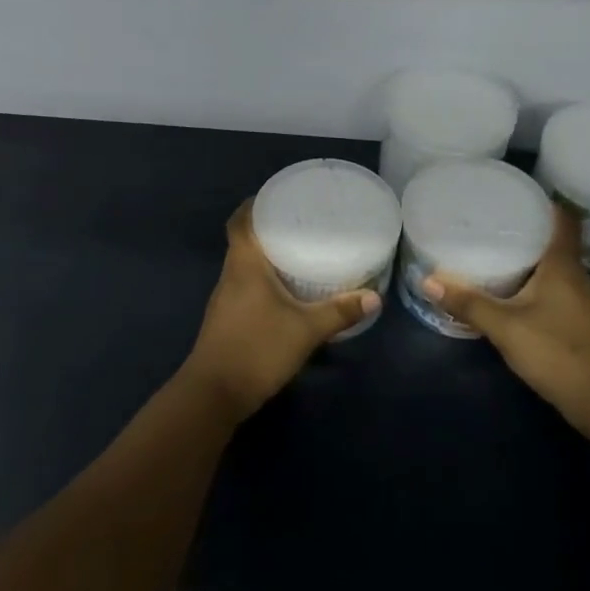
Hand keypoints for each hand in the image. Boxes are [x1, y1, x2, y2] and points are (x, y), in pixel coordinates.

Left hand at [179, 202, 379, 419]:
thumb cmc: (258, 349)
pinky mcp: (227, 320)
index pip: (240, 221)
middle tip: (301, 224)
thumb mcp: (306, 330)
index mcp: (243, 264)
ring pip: (244, 266)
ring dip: (265, 257)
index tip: (278, 197)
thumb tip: (375, 297)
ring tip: (298, 252)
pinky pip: (245, 287)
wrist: (215, 394)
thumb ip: (339, 312)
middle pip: (243, 241)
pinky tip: (285, 291)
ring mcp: (225, 299)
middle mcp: (230, 275)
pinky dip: (263, 281)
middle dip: (267, 229)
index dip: (254, 205)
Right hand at [424, 204, 589, 431]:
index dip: (544, 201)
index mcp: (562, 265)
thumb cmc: (558, 351)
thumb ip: (468, 303)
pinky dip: (528, 282)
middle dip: (524, 227)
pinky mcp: (573, 322)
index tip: (515, 191)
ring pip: (550, 266)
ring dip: (526, 256)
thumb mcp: (505, 326)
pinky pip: (548, 288)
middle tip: (487, 219)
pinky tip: (505, 289)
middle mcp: (574, 276)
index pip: (563, 219)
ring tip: (489, 247)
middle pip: (553, 240)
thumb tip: (428, 280)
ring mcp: (577, 301)